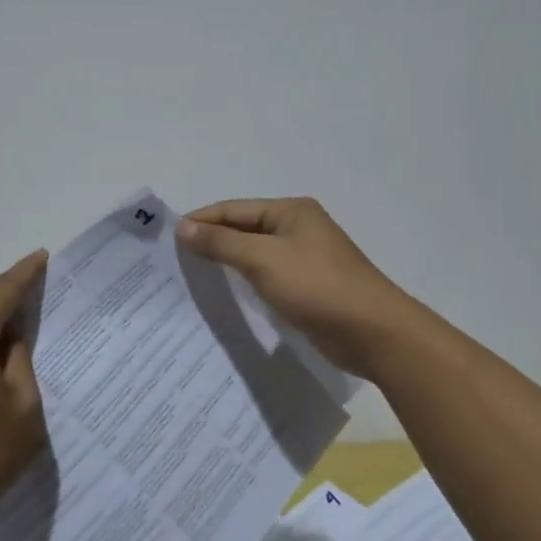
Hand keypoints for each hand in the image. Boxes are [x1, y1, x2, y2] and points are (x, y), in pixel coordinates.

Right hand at [178, 198, 420, 379]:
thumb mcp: (264, 259)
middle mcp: (298, 229)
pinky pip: (268, 277)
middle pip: (244, 229)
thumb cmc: (317, 286)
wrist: (373, 332)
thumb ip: (222, 242)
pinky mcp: (308, 287)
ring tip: (193, 277)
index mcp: (291, 211)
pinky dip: (246, 282)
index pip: (234, 209)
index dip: (201, 220)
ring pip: (255, 255)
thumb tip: (183, 227)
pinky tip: (226, 296)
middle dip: (212, 241)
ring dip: (227, 263)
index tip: (168, 238)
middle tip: (175, 260)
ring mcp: (305, 259)